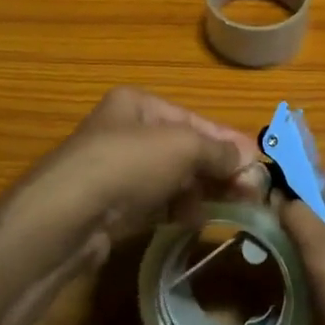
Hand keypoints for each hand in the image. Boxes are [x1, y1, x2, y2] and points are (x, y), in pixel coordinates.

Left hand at [0, 88, 265, 269]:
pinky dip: (179, 208)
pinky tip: (197, 219)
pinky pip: (156, 202)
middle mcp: (126, 131)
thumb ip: (218, 151)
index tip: (259, 164)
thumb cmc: (127, 165)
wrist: (65, 217)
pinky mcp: (113, 205)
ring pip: (172, 177)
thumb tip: (247, 159)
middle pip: (185, 149)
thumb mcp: (181, 146)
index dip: (229, 142)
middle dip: (220, 169)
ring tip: (233, 208)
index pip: (195, 120)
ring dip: (203, 190)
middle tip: (253, 192)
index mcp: (138, 104)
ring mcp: (117, 170)